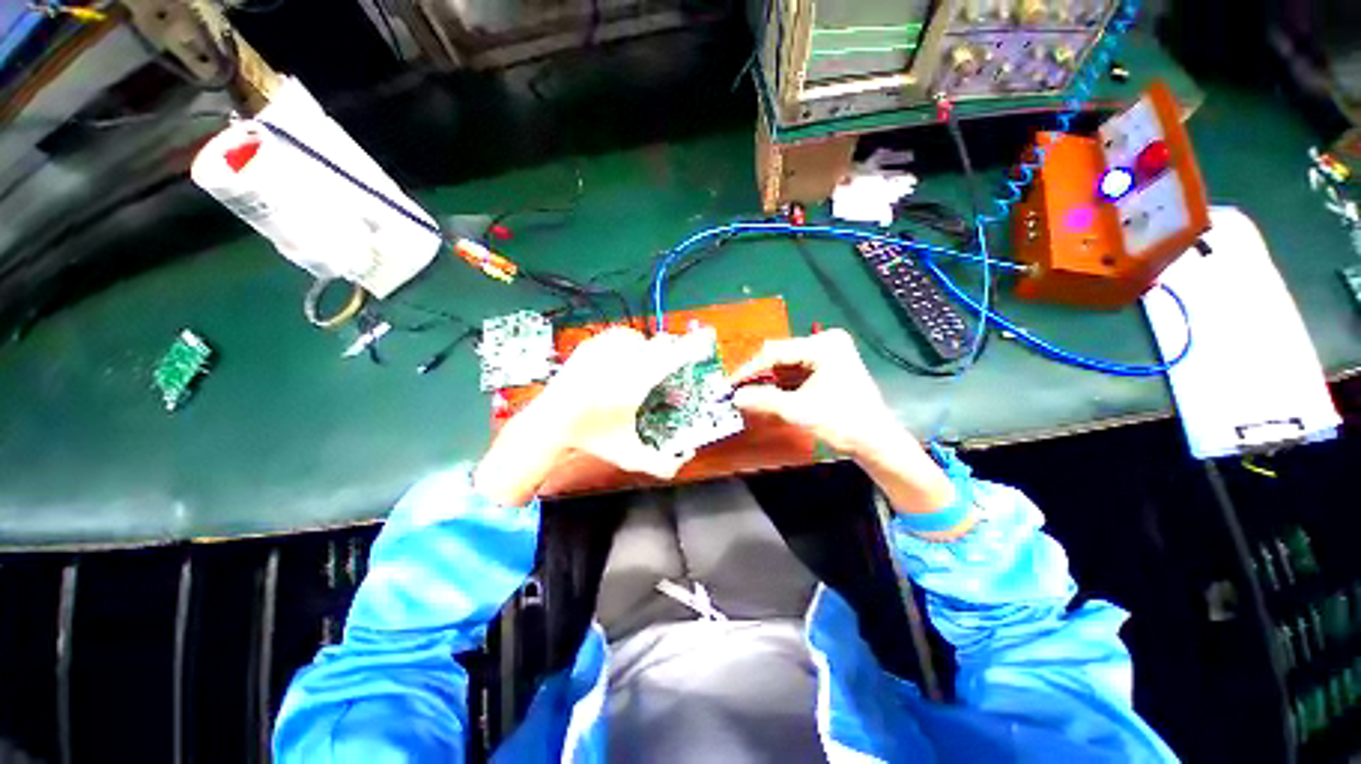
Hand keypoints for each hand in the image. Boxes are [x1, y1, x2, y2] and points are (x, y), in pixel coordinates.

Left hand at [475, 328, 699, 504]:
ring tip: (646, 367)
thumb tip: (688, 455)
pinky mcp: (590, 345)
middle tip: (672, 367)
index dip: (693, 348)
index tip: (706, 343)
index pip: (671, 357)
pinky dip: (630, 343)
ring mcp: (602, 349)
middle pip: (660, 343)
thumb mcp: (629, 456)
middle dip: (672, 352)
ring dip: (650, 349)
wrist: (548, 425)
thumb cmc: (591, 441)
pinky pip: (620, 335)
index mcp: (633, 385)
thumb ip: (662, 464)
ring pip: (641, 337)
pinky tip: (625, 360)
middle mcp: (620, 361)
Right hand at [728, 329, 892, 454]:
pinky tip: (768, 395)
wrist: (876, 442)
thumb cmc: (842, 423)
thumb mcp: (798, 411)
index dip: (749, 370)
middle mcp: (826, 342)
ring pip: (787, 364)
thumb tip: (735, 397)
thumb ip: (763, 400)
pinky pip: (797, 371)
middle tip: (738, 391)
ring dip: (769, 380)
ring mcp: (829, 353)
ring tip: (749, 395)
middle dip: (759, 375)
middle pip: (780, 356)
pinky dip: (782, 383)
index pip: (775, 353)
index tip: (730, 384)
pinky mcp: (829, 366)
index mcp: (823, 345)